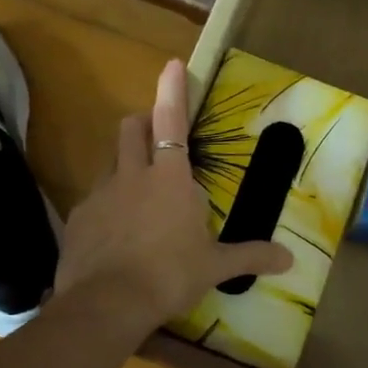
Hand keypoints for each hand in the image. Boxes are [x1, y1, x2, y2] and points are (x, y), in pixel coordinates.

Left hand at [56, 59, 292, 327]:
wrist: (107, 303)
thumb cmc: (169, 275)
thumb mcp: (214, 267)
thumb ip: (250, 256)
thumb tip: (290, 259)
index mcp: (170, 178)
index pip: (171, 120)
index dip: (172, 90)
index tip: (172, 64)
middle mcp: (132, 175)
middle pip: (132, 128)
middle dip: (143, 122)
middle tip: (157, 137)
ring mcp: (101, 194)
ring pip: (111, 162)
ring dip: (126, 165)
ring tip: (140, 196)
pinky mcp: (78, 218)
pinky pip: (95, 200)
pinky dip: (108, 206)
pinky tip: (115, 234)